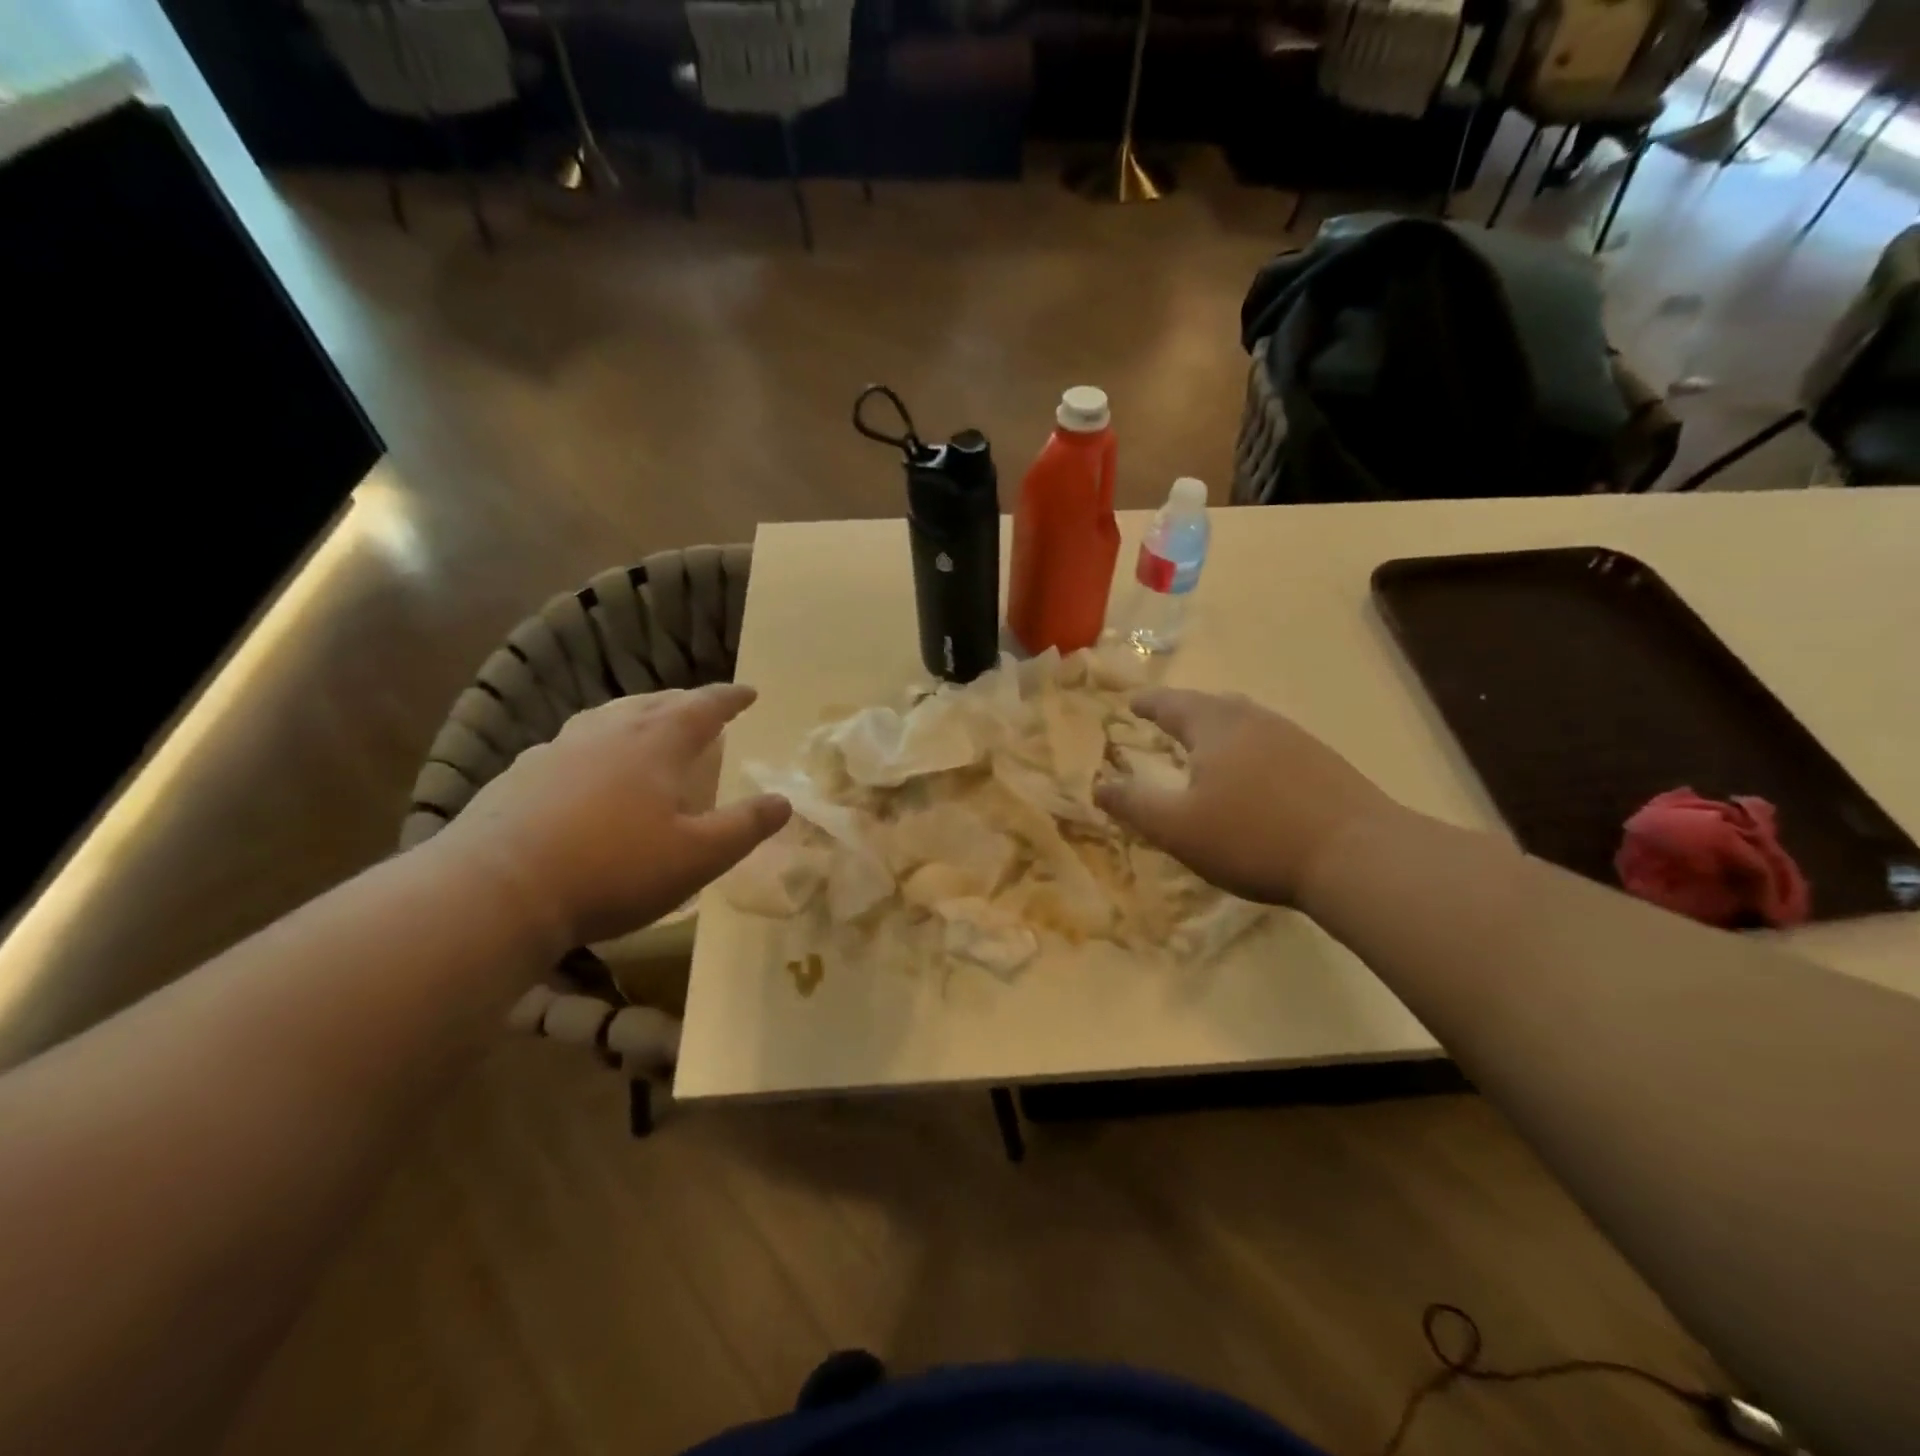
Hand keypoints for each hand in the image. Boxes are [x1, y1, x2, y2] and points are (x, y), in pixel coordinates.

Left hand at [432, 685, 790, 946]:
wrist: (496, 891)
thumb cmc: (612, 869)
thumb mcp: (697, 856)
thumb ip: (745, 827)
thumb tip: (784, 801)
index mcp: (655, 743)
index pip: (703, 707)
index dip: (729, 698)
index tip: (749, 692)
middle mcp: (608, 733)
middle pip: (654, 703)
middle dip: (685, 702)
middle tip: (703, 709)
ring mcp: (558, 749)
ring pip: (608, 717)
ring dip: (637, 714)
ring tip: (648, 725)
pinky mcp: (520, 775)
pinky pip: (572, 744)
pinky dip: (596, 744)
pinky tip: (588, 768)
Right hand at [1095, 689, 1400, 906]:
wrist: (1357, 855)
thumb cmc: (1253, 837)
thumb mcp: (1178, 828)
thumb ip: (1134, 804)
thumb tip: (1097, 785)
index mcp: (1214, 726)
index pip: (1170, 704)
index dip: (1147, 703)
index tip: (1131, 702)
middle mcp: (1253, 720)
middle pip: (1211, 704)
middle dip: (1184, 711)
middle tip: (1166, 720)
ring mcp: (1293, 737)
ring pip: (1245, 721)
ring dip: (1219, 727)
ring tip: (1206, 745)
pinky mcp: (1322, 761)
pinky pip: (1271, 741)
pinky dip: (1249, 748)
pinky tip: (1255, 774)